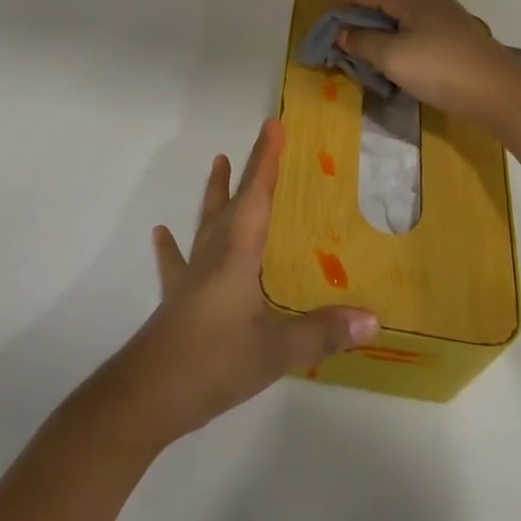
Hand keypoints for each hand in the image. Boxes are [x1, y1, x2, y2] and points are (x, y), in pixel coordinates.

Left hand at [109, 120, 378, 443]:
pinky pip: (177, 261)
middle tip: (259, 141)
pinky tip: (160, 233)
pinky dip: (171, 245)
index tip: (273, 125)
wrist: (147, 394)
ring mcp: (192, 274)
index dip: (265, 160)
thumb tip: (373, 319)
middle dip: (248, 169)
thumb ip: (322, 333)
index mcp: (238, 252)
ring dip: (215, 192)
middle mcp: (214, 253)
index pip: (256, 195)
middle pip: (233, 200)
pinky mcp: (177, 298)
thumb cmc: (213, 361)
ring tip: (216, 162)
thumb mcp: (275, 351)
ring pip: (206, 221)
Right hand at [334, 0, 520, 132]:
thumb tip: (341, 32)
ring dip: (372, 20)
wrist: (498, 90)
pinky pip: (408, 16)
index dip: (337, 6)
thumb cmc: (440, 69)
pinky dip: (391, 27)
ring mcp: (437, 6)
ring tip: (360, 45)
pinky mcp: (447, 24)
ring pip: (393, 4)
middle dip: (353, 11)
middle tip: (338, 39)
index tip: (322, 32)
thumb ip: (362, 41)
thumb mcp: (392, 58)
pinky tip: (389, 49)